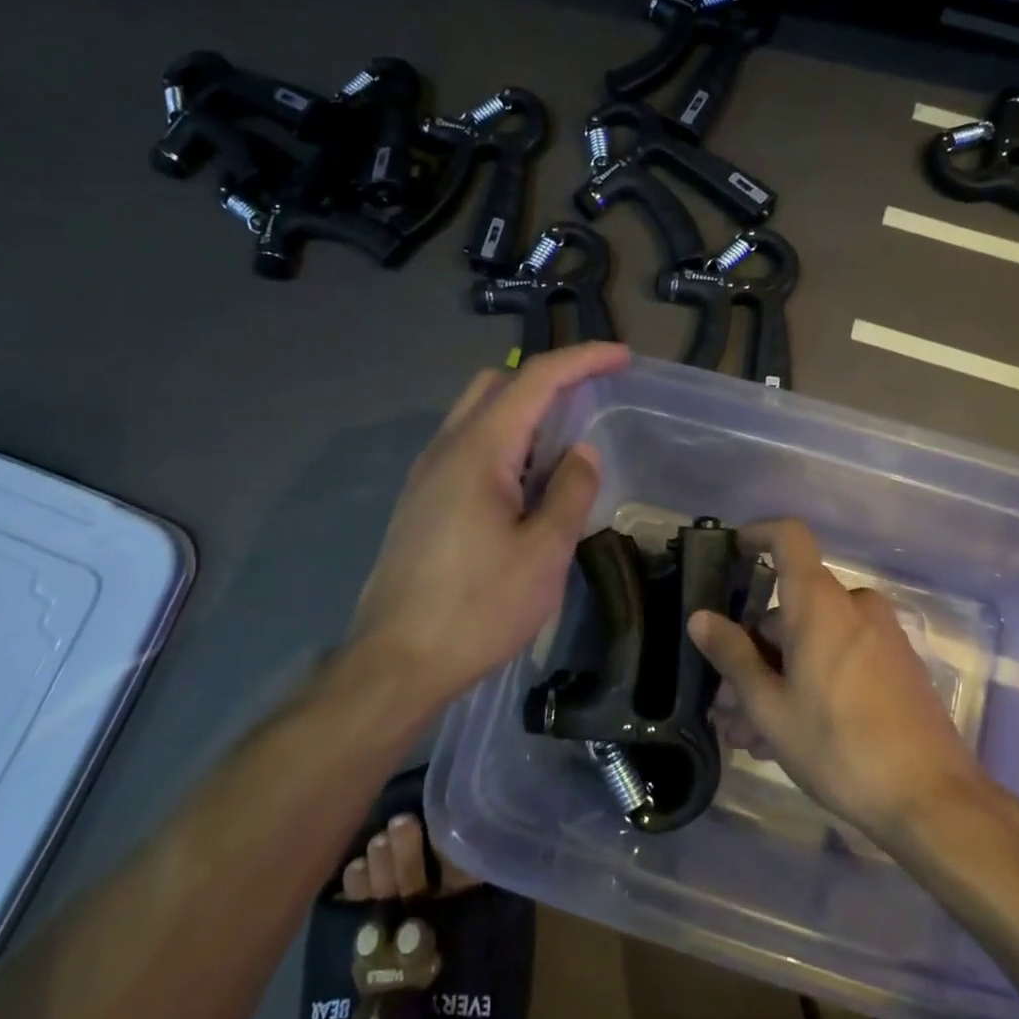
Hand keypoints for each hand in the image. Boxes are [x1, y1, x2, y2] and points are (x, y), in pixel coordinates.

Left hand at [350, 342, 630, 706]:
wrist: (396, 662)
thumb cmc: (477, 609)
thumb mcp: (543, 554)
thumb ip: (570, 492)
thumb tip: (582, 453)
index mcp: (478, 451)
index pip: (534, 380)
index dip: (581, 360)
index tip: (621, 356)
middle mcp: (445, 448)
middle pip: (496, 385)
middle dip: (546, 380)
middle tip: (589, 400)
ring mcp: (426, 475)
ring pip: (477, 416)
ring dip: (522, 413)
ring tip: (564, 445)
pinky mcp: (421, 501)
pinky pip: (466, 448)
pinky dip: (503, 444)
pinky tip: (525, 484)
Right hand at [687, 519, 996, 845]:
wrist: (932, 800)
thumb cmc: (839, 747)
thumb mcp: (771, 707)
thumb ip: (733, 655)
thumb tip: (701, 618)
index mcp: (821, 604)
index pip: (789, 538)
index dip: (757, 535)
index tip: (731, 553)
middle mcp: (853, 607)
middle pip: (790, 609)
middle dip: (753, 651)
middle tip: (728, 705)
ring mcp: (879, 637)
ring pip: (812, 641)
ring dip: (777, 678)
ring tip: (752, 735)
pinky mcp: (895, 667)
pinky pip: (839, 657)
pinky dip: (809, 682)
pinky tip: (788, 735)